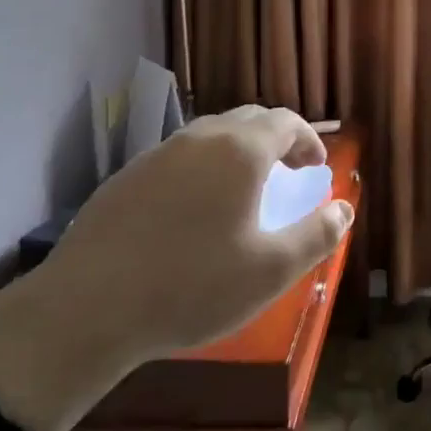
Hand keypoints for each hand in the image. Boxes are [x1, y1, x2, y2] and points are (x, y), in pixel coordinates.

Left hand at [0, 106, 352, 430]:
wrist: (85, 310)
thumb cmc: (192, 286)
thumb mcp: (271, 270)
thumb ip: (318, 235)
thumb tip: (345, 209)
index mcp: (240, 151)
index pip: (286, 122)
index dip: (309, 139)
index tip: (317, 167)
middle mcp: (200, 140)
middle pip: (248, 120)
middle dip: (276, 140)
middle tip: (288, 172)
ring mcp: (157, 156)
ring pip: (210, 137)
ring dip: (237, 152)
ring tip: (243, 190)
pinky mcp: (124, 179)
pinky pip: (177, 159)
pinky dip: (201, 170)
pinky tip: (192, 212)